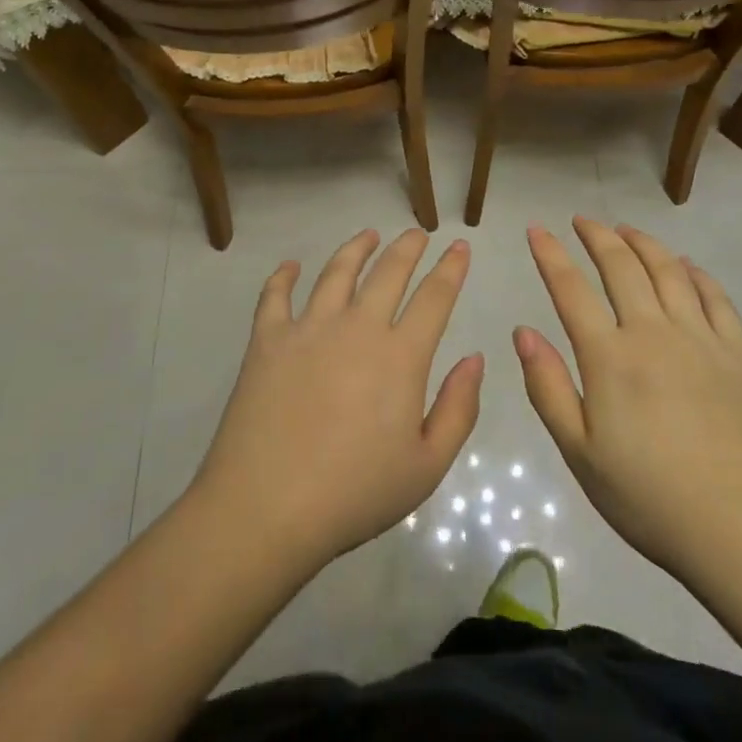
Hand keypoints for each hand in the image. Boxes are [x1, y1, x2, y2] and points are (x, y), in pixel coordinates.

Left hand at [191, 229, 482, 571]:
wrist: (267, 508)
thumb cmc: (354, 494)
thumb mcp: (426, 466)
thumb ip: (458, 408)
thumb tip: (475, 358)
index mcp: (400, 356)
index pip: (434, 297)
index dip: (451, 268)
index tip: (460, 247)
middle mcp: (357, 328)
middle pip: (388, 272)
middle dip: (408, 247)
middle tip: (417, 233)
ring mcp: (309, 329)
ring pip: (337, 272)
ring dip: (356, 248)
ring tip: (368, 235)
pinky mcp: (267, 340)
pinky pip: (275, 296)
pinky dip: (283, 276)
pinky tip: (290, 266)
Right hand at [515, 217, 741, 583]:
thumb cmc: (652, 500)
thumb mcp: (581, 454)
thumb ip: (548, 388)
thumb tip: (524, 331)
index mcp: (610, 357)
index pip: (571, 289)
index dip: (550, 254)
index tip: (536, 230)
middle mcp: (654, 332)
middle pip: (622, 266)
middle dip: (597, 236)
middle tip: (582, 221)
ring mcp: (702, 339)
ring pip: (669, 270)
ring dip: (643, 243)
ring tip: (626, 230)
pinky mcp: (740, 354)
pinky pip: (716, 297)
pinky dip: (696, 273)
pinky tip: (686, 265)